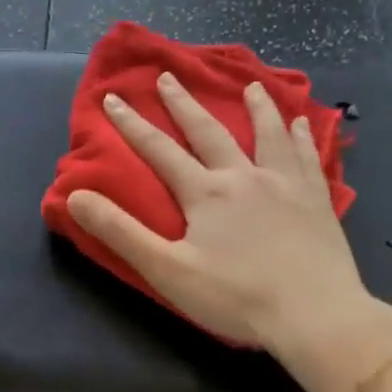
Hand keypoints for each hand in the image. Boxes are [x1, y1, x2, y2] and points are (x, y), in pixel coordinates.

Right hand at [68, 72, 391, 390]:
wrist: (314, 315)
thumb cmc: (235, 297)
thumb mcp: (166, 270)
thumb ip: (120, 231)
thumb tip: (75, 196)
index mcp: (205, 193)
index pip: (160, 150)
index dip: (132, 124)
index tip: (113, 98)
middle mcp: (244, 177)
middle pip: (209, 132)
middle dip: (184, 104)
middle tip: (168, 77)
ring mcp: (286, 185)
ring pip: (267, 135)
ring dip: (256, 108)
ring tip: (250, 86)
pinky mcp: (316, 201)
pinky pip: (307, 158)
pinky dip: (302, 137)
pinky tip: (303, 124)